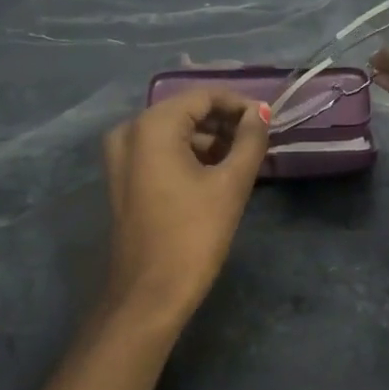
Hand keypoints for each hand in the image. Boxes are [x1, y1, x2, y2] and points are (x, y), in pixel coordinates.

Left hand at [101, 88, 269, 323]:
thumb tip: (260, 113)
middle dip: (224, 123)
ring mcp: (120, 156)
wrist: (150, 293)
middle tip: (259, 141)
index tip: (268, 121)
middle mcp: (129, 131)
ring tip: (243, 159)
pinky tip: (216, 173)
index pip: (203, 96)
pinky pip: (159, 152)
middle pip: (186, 111)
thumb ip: (250, 141)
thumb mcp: (230, 183)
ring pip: (173, 133)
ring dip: (208, 141)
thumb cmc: (194, 234)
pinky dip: (188, 156)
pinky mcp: (122, 179)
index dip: (239, 104)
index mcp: (152, 126)